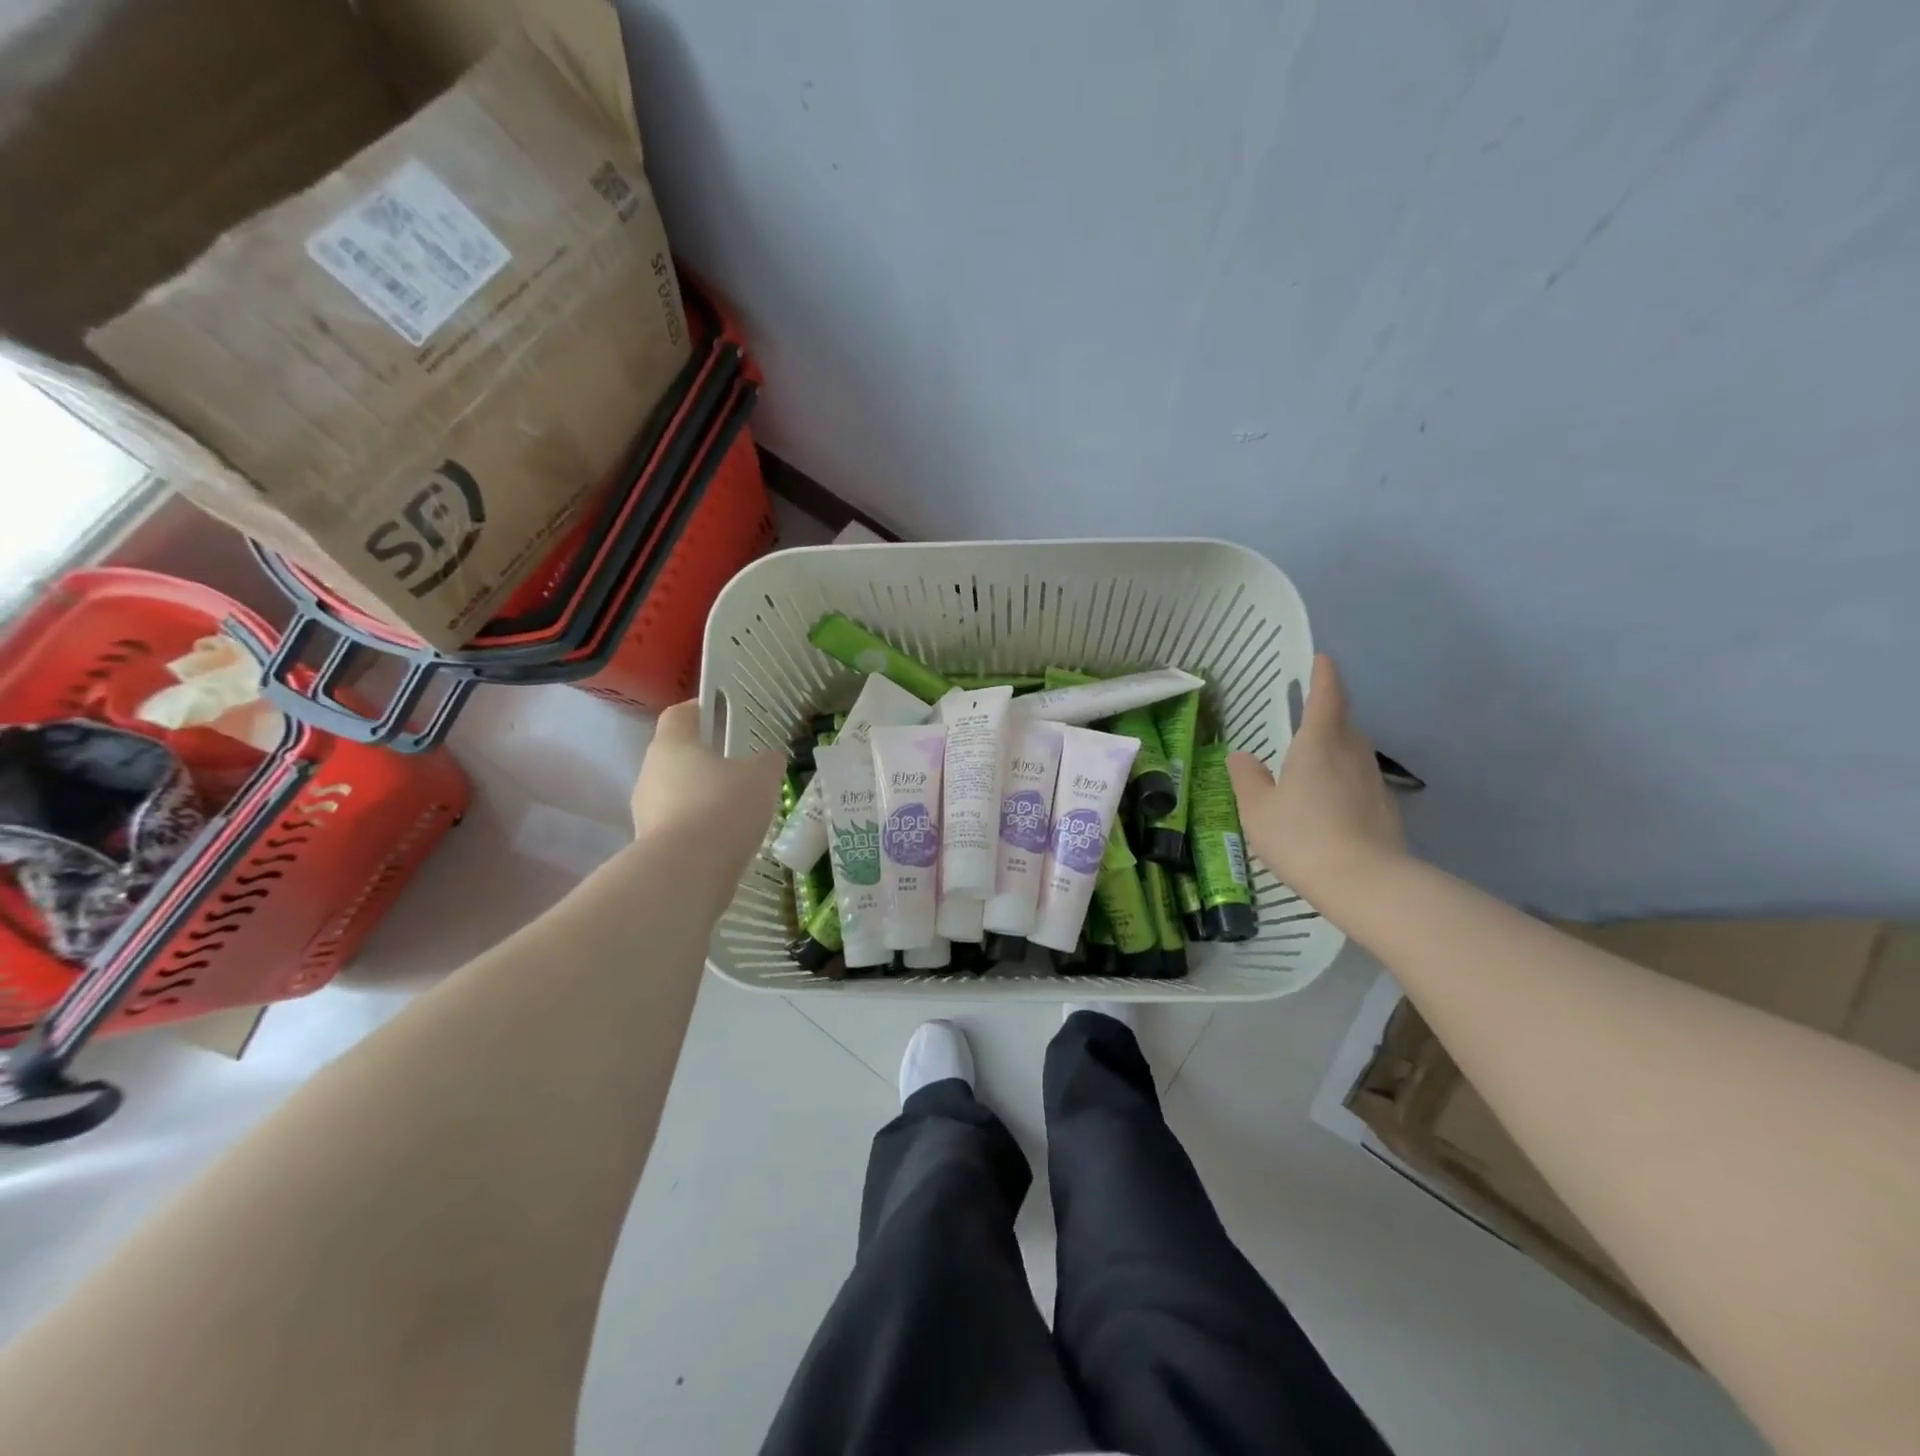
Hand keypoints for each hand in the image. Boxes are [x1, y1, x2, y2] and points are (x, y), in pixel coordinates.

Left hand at [630, 702, 784, 873]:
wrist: (686, 873)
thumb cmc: (722, 807)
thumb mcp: (761, 777)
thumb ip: (766, 763)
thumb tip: (768, 760)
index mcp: (672, 745)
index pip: (679, 714)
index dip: (700, 710)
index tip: (722, 714)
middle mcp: (650, 774)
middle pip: (677, 757)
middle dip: (706, 761)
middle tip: (740, 769)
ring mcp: (645, 813)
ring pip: (677, 794)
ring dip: (703, 798)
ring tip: (738, 811)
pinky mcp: (650, 847)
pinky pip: (679, 828)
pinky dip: (701, 830)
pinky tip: (727, 841)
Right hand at [1228, 654, 1405, 901]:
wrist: (1366, 884)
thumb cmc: (1302, 838)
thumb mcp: (1258, 810)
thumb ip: (1247, 779)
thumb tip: (1241, 756)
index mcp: (1318, 745)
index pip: (1326, 698)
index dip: (1324, 676)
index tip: (1323, 658)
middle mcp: (1351, 755)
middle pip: (1344, 723)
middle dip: (1329, 713)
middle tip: (1309, 714)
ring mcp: (1373, 782)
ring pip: (1355, 752)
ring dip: (1338, 746)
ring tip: (1315, 760)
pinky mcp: (1385, 809)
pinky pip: (1361, 781)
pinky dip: (1346, 779)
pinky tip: (1331, 801)